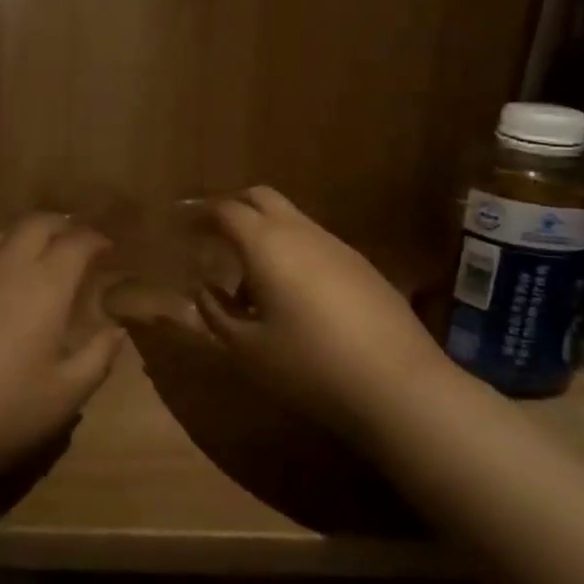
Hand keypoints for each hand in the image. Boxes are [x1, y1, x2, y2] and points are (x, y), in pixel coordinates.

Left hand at [0, 214, 126, 484]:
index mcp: (43, 285)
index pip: (76, 243)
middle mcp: (3, 267)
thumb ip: (96, 359)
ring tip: (32, 253)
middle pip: (35, 224)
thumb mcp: (62, 397)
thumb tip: (116, 331)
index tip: (107, 247)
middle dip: (60, 224)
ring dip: (22, 236)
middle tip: (73, 238)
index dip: (95, 239)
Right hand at [195, 187, 446, 431]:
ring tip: (250, 279)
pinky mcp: (362, 266)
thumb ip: (215, 312)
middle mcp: (301, 232)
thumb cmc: (308, 365)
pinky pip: (315, 243)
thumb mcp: (246, 348)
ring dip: (264, 233)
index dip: (201, 215)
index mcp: (266, 244)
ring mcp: (337, 246)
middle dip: (233, 207)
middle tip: (213, 235)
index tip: (184, 227)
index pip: (226, 211)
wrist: (398, 385)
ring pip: (291, 219)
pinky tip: (293, 296)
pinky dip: (292, 252)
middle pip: (261, 197)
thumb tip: (204, 289)